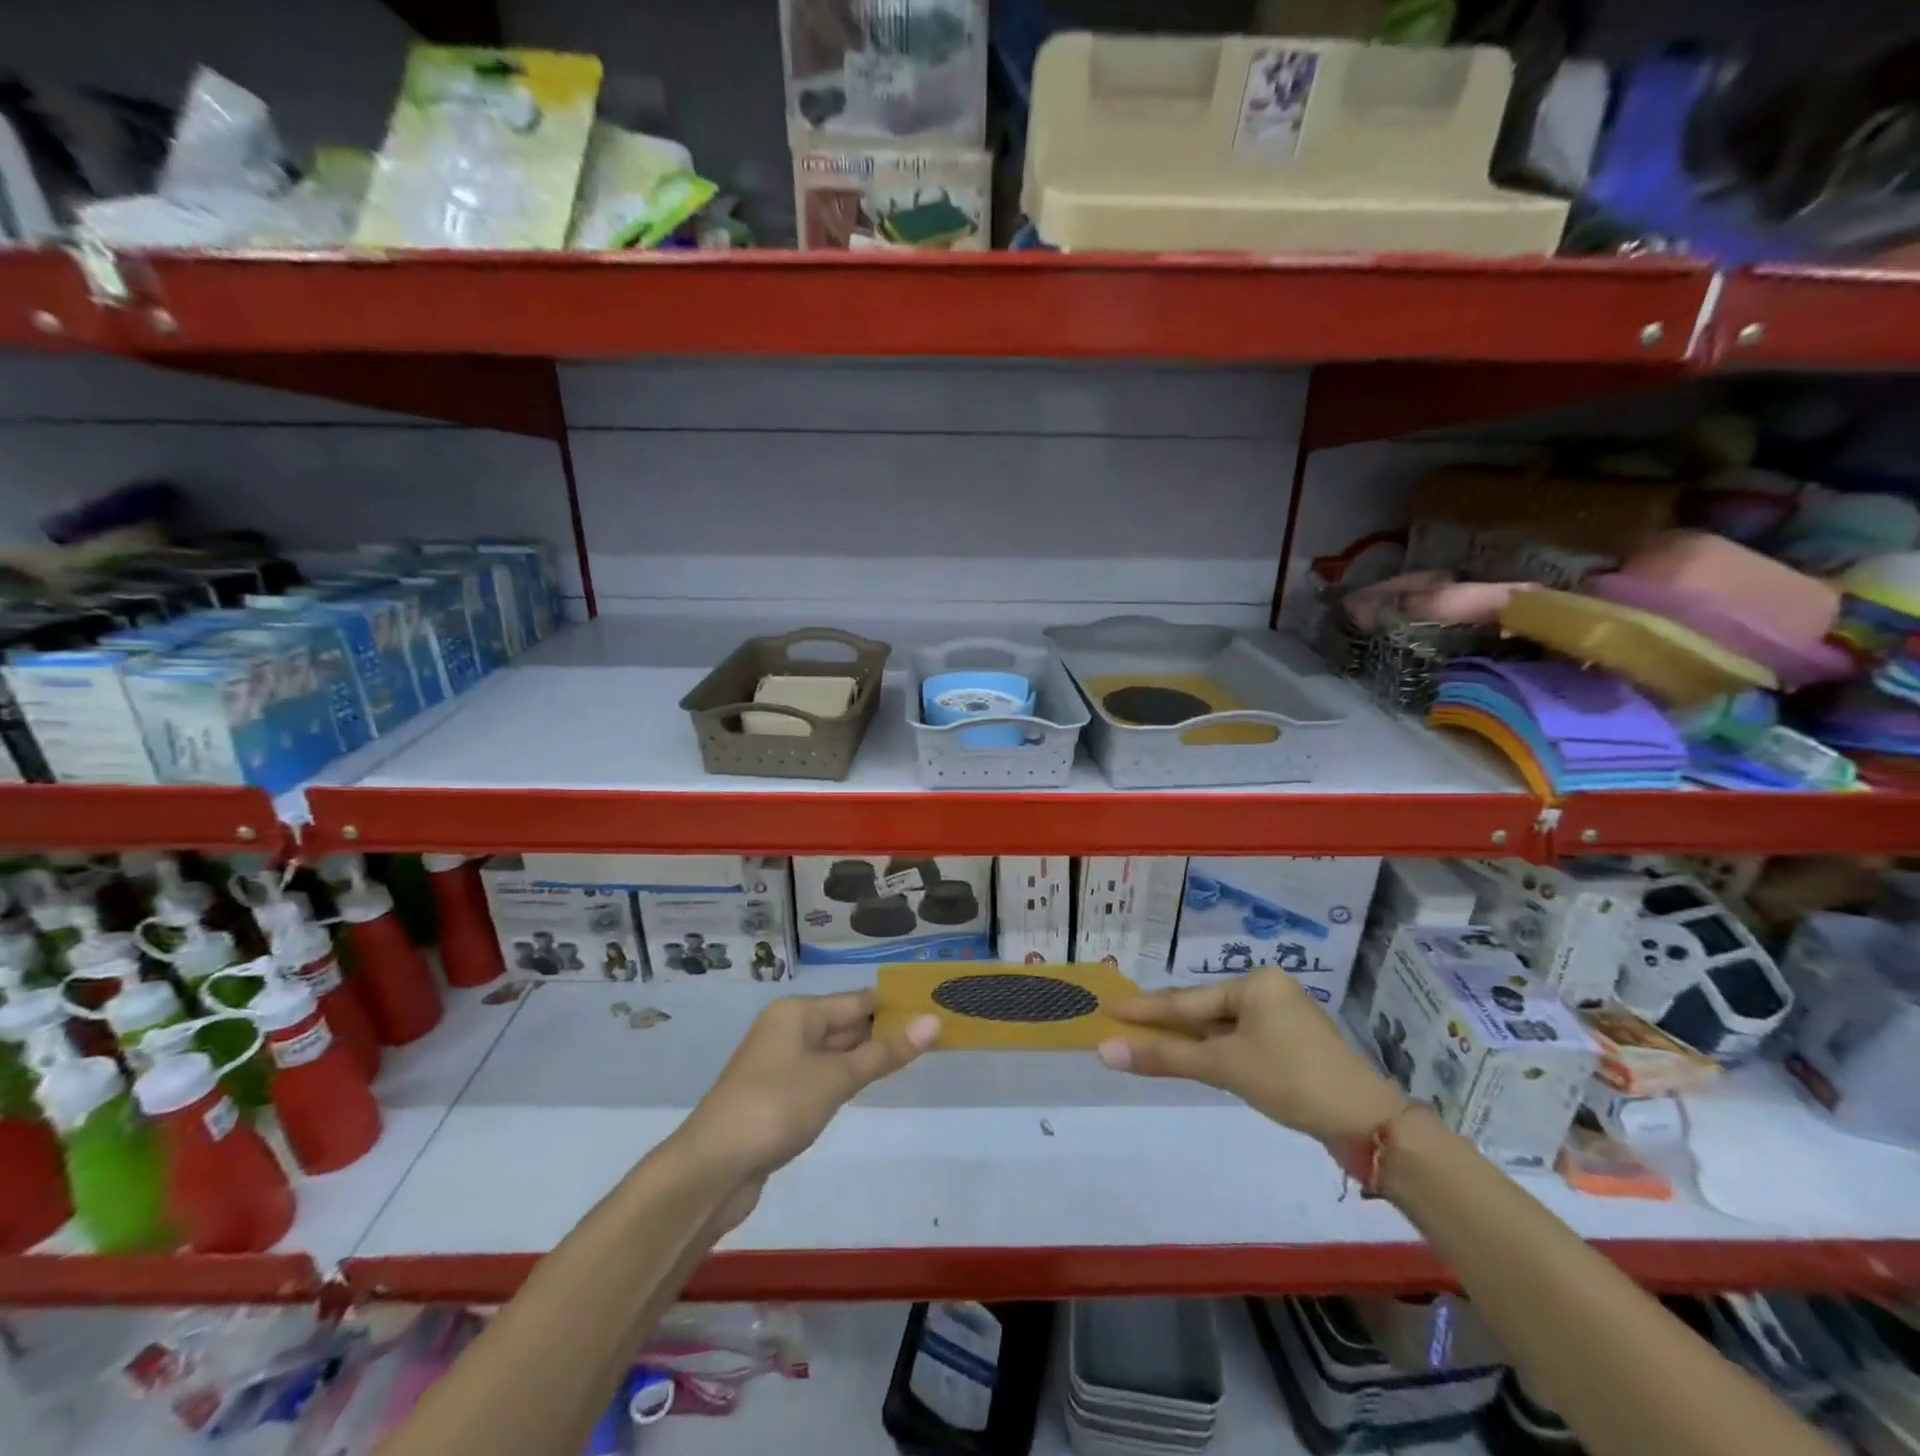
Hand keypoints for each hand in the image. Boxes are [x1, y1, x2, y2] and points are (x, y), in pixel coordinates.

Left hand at [676, 991, 939, 1179]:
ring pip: (834, 1051)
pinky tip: (867, 1087)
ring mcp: (780, 1064)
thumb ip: (884, 1052)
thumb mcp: (836, 1078)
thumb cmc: (777, 1107)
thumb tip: (933, 1021)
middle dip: (884, 1031)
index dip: (895, 1006)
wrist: (711, 1168)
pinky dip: (845, 1078)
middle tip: (934, 1036)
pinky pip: (821, 1075)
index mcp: (798, 1012)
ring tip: (913, 1059)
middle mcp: (788, 1029)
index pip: (858, 1000)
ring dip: (866, 1056)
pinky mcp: (777, 1096)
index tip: (935, 1010)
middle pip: (845, 1023)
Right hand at [1097, 969, 1406, 1146]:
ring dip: (1189, 1039)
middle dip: (1166, 1021)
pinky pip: (1240, 1041)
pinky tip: (1195, 1057)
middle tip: (1122, 1023)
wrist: (1368, 1124)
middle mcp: (1268, 991)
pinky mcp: (1292, 1047)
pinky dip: (1215, 1051)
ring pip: (1222, 1027)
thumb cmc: (1291, 1080)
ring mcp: (1283, 1019)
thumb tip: (1106, 1051)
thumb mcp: (1224, 1066)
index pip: (1186, 999)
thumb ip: (1165, 1056)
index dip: (1145, 1008)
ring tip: (1148, 1041)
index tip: (1109, 1006)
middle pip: (1204, 1009)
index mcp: (1255, 983)